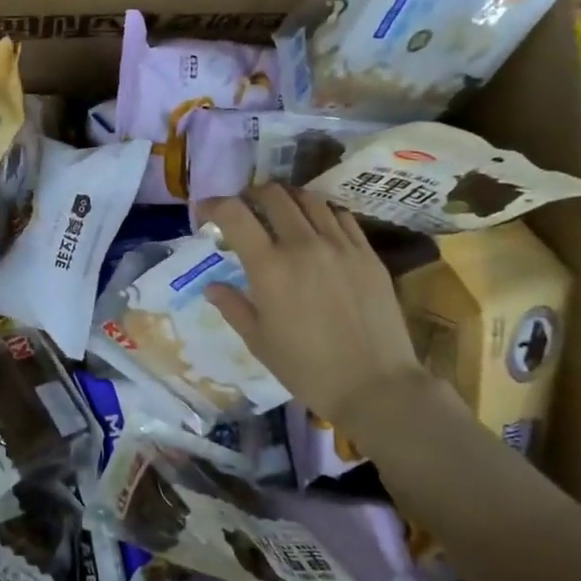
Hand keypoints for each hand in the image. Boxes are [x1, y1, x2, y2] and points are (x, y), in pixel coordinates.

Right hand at [197, 183, 431, 433]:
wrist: (375, 385)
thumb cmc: (307, 369)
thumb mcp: (258, 341)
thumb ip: (233, 306)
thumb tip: (212, 286)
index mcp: (269, 267)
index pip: (234, 214)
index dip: (213, 205)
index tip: (205, 213)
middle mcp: (304, 244)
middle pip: (273, 195)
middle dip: (250, 195)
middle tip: (244, 211)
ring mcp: (340, 245)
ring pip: (309, 199)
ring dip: (286, 199)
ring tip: (279, 214)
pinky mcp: (368, 253)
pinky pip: (340, 216)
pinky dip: (320, 213)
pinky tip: (316, 229)